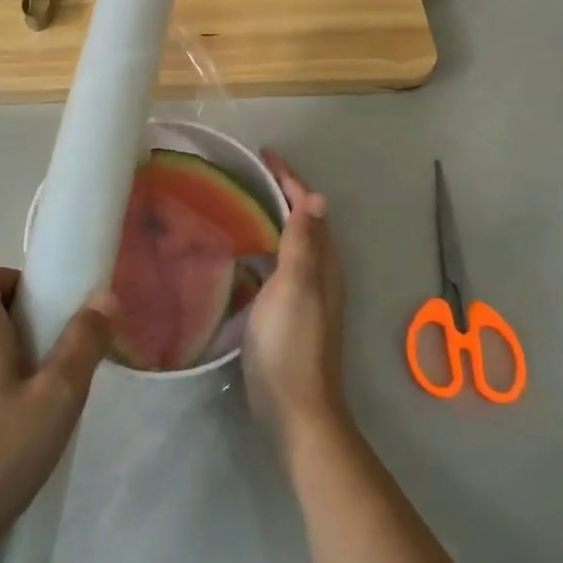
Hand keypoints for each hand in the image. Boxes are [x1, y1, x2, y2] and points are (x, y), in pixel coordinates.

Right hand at [244, 153, 349, 458]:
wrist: (295, 407)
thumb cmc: (291, 343)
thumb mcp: (296, 288)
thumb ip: (303, 243)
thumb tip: (318, 197)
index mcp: (322, 262)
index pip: (308, 208)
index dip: (289, 179)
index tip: (264, 154)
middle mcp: (318, 272)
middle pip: (301, 221)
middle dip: (281, 192)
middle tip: (248, 173)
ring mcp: (303, 293)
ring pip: (290, 242)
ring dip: (272, 218)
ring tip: (240, 201)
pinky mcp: (287, 311)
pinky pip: (277, 263)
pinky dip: (263, 246)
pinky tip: (241, 251)